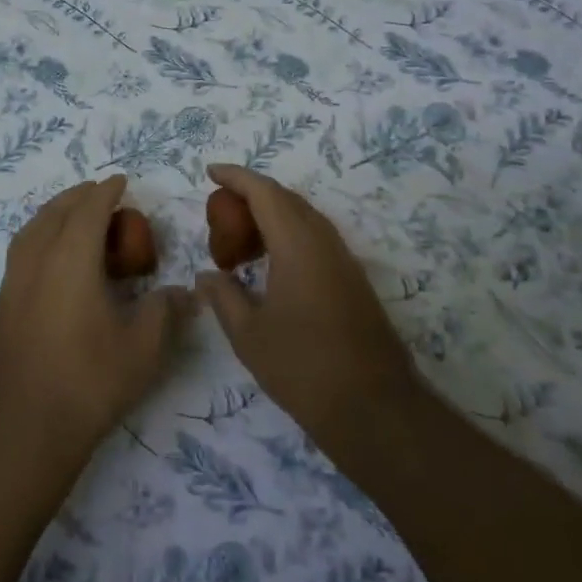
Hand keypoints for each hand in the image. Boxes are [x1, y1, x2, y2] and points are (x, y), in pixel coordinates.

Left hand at [0, 175, 194, 466]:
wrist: (20, 427)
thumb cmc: (88, 382)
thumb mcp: (142, 350)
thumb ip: (165, 313)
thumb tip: (184, 292)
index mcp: (70, 259)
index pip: (89, 210)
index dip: (106, 191)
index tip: (120, 180)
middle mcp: (37, 260)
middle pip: (55, 212)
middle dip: (78, 196)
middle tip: (99, 193)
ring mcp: (12, 283)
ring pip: (31, 230)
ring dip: (53, 213)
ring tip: (71, 216)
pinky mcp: (0, 305)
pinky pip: (21, 252)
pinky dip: (38, 237)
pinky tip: (49, 259)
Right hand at [195, 164, 415, 461]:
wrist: (375, 410)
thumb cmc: (303, 368)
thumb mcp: (248, 335)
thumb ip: (223, 296)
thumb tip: (206, 275)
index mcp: (298, 246)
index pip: (264, 192)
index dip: (236, 177)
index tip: (210, 171)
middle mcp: (324, 243)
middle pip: (286, 199)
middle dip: (251, 194)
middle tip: (220, 210)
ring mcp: (344, 262)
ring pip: (304, 218)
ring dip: (271, 215)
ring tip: (240, 237)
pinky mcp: (353, 281)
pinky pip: (315, 238)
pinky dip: (288, 235)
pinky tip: (271, 263)